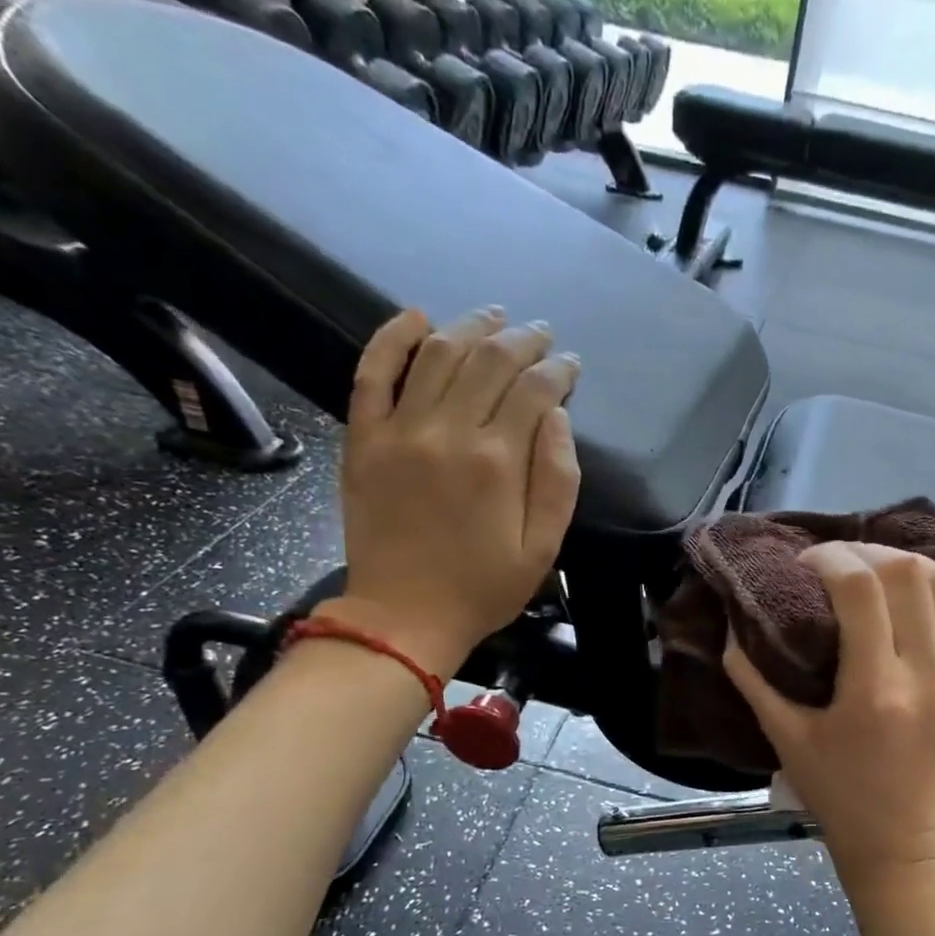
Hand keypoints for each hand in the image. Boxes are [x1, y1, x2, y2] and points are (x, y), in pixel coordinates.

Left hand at [331, 306, 580, 670]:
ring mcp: (399, 430)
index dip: (558, 371)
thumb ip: (558, 479)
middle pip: (489, 361)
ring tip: (492, 318)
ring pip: (436, 354)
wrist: (403, 617)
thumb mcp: (543, 548)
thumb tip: (557, 418)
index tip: (571, 366)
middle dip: (522, 341)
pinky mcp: (364, 439)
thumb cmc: (483, 588)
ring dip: (469, 328)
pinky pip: (372, 373)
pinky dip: (391, 338)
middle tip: (540, 334)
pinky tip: (415, 318)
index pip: (534, 391)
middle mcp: (448, 431)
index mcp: (498, 461)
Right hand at [724, 542, 934, 878]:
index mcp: (875, 692)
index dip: (829, 558)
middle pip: (909, 574)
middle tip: (841, 563)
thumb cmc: (838, 793)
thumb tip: (730, 625)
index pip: (860, 588)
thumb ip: (753, 679)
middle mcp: (930, 679)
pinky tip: (927, 589)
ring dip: (910, 566)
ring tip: (882, 575)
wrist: (906, 843)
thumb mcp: (786, 739)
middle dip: (867, 553)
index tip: (807, 563)